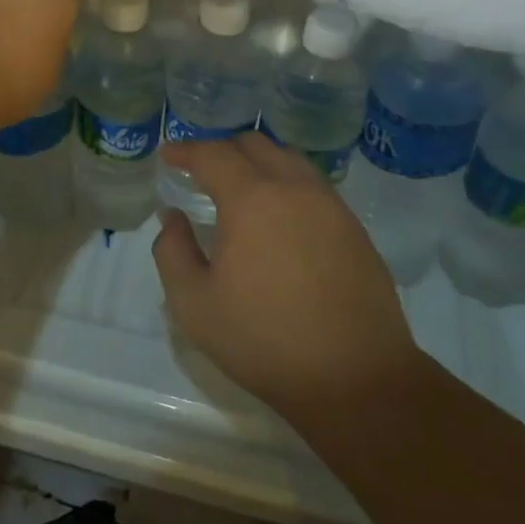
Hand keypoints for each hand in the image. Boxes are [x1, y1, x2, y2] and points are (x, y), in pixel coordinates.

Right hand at [152, 134, 421, 423]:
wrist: (356, 378)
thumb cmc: (264, 341)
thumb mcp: (194, 305)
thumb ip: (172, 251)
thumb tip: (173, 217)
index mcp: (252, 200)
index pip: (213, 154)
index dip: (186, 150)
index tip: (168, 156)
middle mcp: (294, 189)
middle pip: (255, 145)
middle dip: (222, 150)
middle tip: (201, 172)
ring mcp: (331, 206)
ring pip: (289, 160)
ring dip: (259, 163)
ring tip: (241, 190)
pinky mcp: (355, 228)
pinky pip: (313, 186)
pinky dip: (287, 184)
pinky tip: (279, 217)